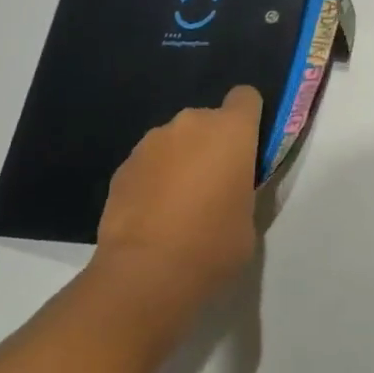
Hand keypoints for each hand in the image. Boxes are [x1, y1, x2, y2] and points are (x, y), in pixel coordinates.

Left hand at [94, 86, 261, 319]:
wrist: (144, 275)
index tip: (248, 147)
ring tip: (177, 205)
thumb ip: (245, 190)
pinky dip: (154, 178)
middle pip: (209, 121)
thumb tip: (231, 188)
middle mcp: (191, 123)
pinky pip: (150, 162)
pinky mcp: (123, 165)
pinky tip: (152, 215)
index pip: (246, 97)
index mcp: (231, 130)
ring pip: (176, 141)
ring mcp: (152, 141)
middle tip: (214, 186)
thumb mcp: (249, 221)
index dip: (249, 117)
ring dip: (181, 160)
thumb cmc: (212, 247)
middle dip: (212, 144)